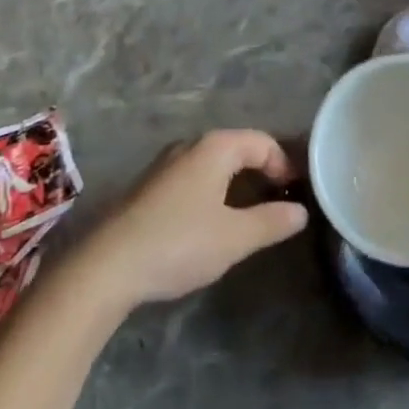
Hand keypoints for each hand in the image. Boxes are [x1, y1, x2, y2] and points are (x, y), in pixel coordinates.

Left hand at [73, 130, 307, 309]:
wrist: (107, 266)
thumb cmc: (179, 243)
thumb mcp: (234, 238)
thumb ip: (271, 221)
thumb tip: (301, 211)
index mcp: (215, 147)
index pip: (262, 141)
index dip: (284, 164)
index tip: (296, 194)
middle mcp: (190, 145)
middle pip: (238, 148)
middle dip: (262, 171)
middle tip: (279, 203)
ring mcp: (166, 164)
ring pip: (214, 163)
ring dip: (236, 183)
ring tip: (250, 214)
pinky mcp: (149, 187)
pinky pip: (194, 177)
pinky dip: (213, 190)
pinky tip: (212, 222)